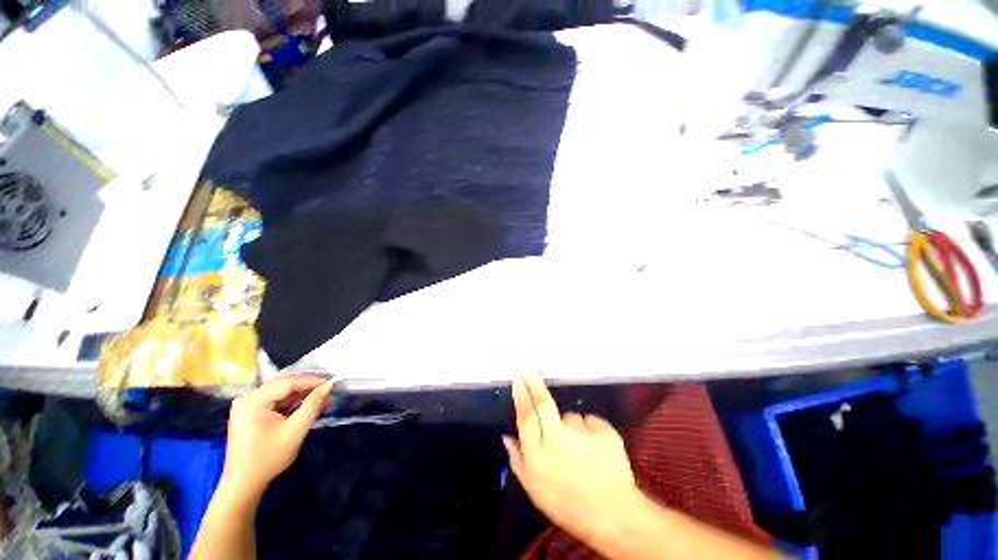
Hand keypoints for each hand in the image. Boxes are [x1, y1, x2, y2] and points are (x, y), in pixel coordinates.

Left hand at [219, 376, 333, 499]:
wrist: (243, 485)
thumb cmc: (268, 458)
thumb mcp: (295, 430)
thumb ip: (313, 405)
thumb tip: (328, 386)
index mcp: (253, 401)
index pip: (287, 383)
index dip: (311, 381)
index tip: (331, 383)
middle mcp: (247, 399)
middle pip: (283, 386)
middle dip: (307, 388)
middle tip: (327, 392)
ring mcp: (247, 407)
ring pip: (280, 393)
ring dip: (300, 396)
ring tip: (320, 399)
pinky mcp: (249, 414)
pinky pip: (274, 402)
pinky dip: (291, 404)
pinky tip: (305, 407)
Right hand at [503, 372, 640, 542]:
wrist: (614, 516)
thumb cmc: (567, 506)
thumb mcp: (535, 491)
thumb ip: (518, 461)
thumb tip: (507, 436)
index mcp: (539, 456)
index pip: (526, 417)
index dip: (520, 396)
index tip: (517, 379)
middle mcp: (558, 439)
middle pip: (543, 403)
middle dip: (535, 384)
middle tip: (531, 371)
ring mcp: (583, 434)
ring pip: (570, 417)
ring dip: (570, 426)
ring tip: (579, 449)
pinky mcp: (604, 431)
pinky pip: (590, 422)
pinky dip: (589, 430)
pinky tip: (594, 449)